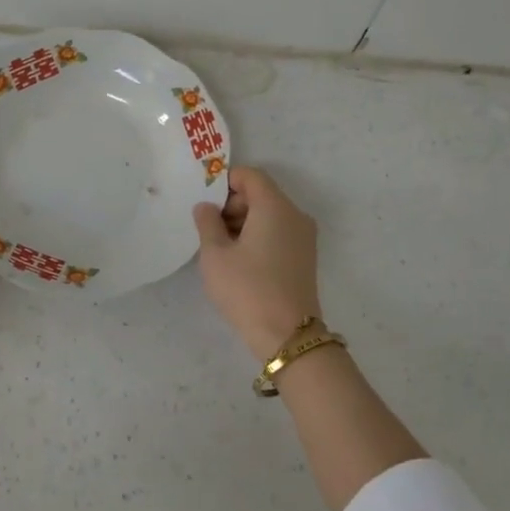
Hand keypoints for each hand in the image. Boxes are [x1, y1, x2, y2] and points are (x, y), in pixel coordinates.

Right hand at [193, 166, 323, 357]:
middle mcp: (295, 215)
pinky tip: (240, 262)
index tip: (205, 204)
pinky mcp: (304, 257)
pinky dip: (258, 237)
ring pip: (269, 214)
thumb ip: (207, 223)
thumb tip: (206, 207)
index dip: (225, 182)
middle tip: (209, 230)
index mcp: (275, 206)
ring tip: (221, 250)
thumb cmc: (247, 289)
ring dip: (243, 222)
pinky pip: (278, 232)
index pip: (250, 175)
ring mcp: (304, 237)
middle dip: (232, 204)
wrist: (287, 335)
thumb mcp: (215, 255)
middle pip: (261, 193)